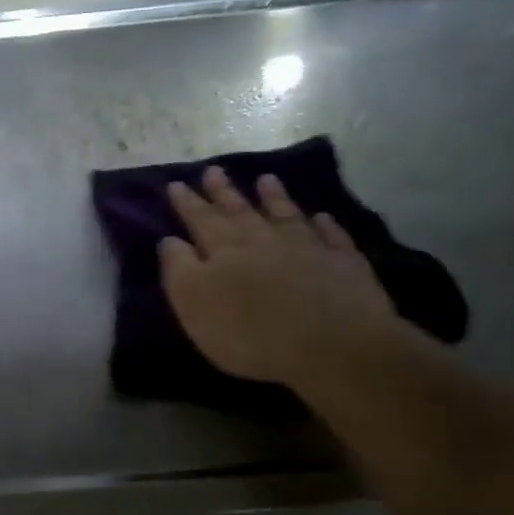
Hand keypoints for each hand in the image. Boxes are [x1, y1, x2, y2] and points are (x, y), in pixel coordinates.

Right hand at [161, 166, 408, 391]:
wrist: (331, 345)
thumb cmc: (251, 335)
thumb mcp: (196, 306)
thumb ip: (180, 271)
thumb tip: (170, 240)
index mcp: (224, 251)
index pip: (201, 220)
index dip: (187, 203)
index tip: (176, 183)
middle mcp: (264, 240)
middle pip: (240, 211)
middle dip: (223, 192)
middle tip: (213, 170)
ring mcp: (307, 248)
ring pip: (285, 215)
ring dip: (274, 197)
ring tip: (266, 179)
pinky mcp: (343, 263)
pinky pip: (331, 236)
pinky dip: (324, 225)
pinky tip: (321, 217)